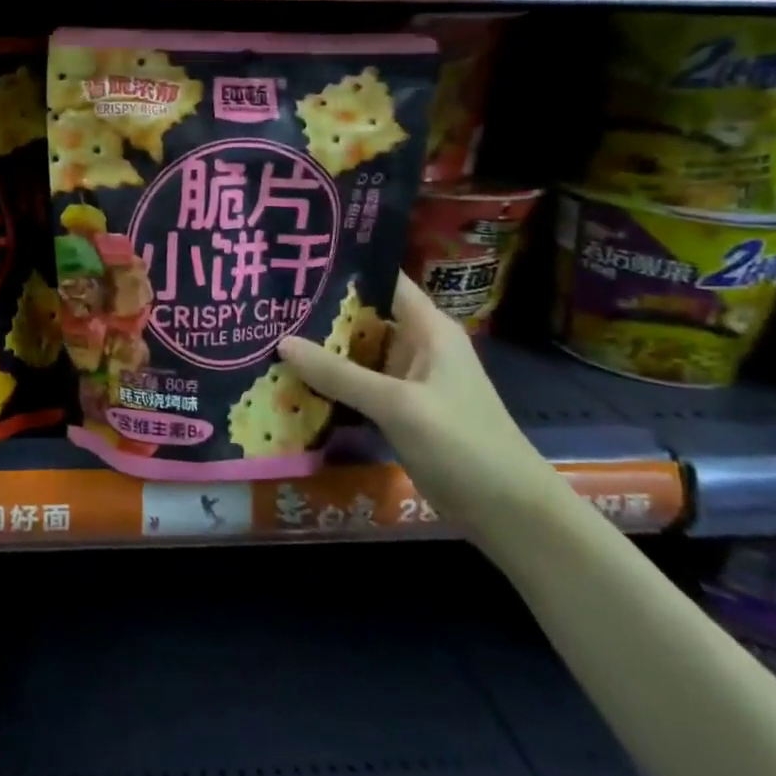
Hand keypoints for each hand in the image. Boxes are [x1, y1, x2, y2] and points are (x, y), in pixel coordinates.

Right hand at [278, 274, 559, 525]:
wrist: (508, 512)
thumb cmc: (462, 443)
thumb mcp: (397, 404)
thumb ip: (339, 373)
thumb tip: (282, 342)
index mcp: (428, 328)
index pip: (383, 280)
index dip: (344, 268)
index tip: (297, 264)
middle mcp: (417, 345)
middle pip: (362, 316)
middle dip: (319, 311)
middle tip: (267, 302)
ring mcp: (407, 379)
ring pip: (356, 352)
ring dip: (320, 348)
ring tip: (267, 333)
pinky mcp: (399, 409)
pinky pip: (357, 384)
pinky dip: (330, 380)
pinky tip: (292, 378)